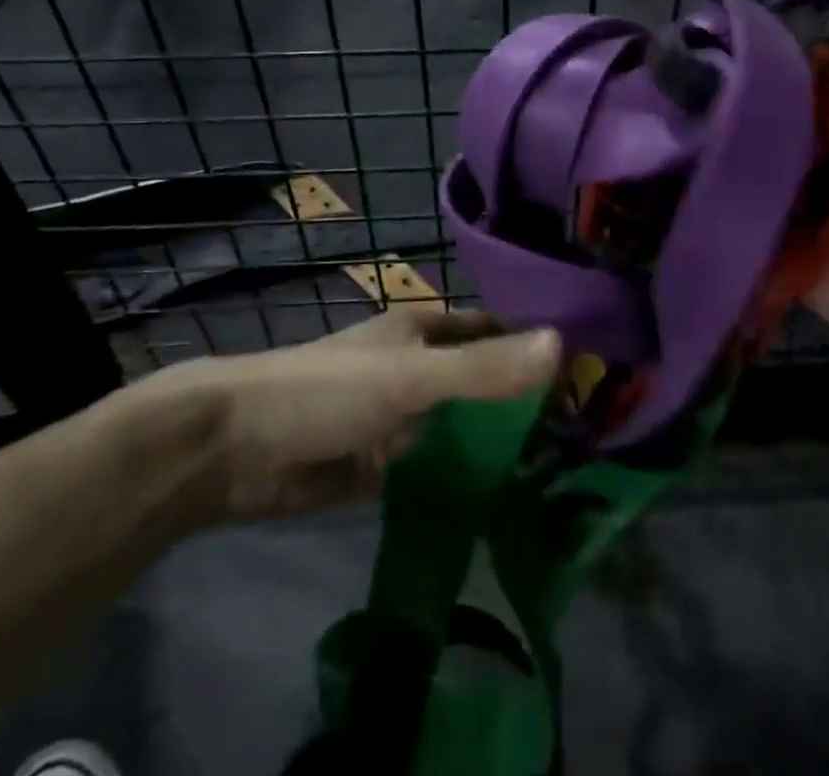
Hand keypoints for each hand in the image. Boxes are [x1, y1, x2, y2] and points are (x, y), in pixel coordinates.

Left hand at [116, 306, 559, 526]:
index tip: (593, 368)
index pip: (496, 328)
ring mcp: (403, 418)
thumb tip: (564, 344)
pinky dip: (467, 478)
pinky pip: (438, 467)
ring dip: (501, 442)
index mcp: (426, 330)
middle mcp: (420, 367)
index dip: (537, 342)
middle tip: (593, 429)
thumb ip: (484, 368)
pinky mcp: (384, 465)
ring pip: (465, 426)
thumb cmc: (328, 389)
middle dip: (527, 399)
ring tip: (566, 468)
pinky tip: (508, 500)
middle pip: (485, 379)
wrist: (235, 448)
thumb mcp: (412, 376)